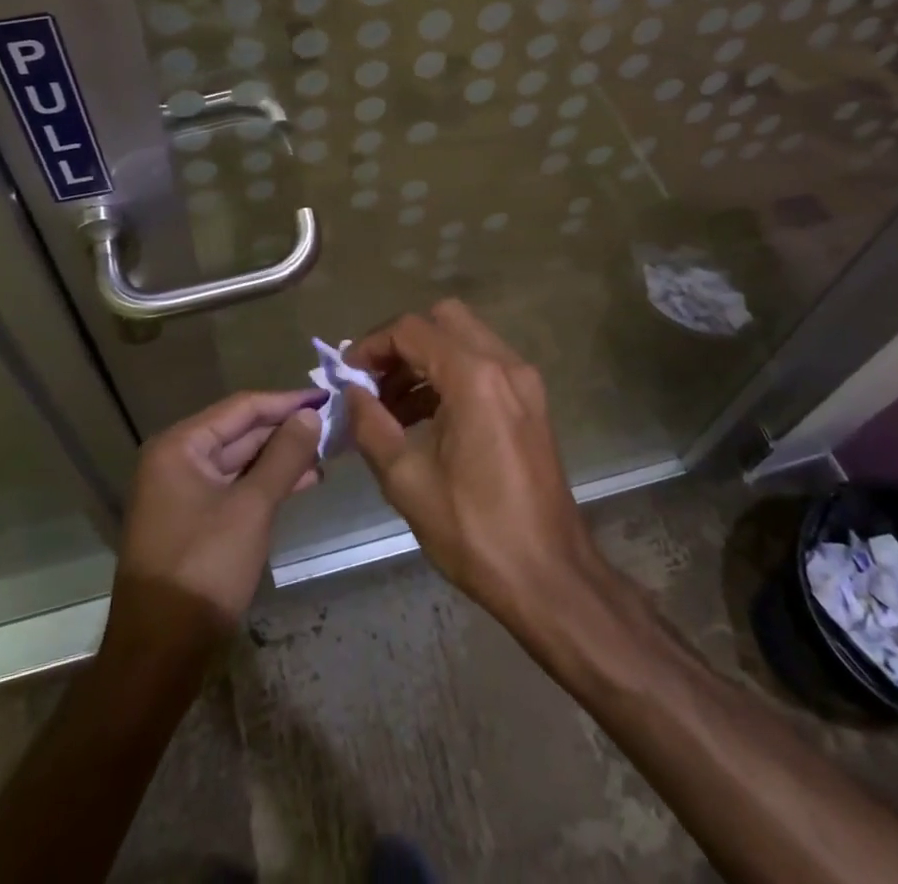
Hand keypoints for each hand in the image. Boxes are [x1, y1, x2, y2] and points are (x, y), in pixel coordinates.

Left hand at [114, 389, 323, 637]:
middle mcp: (176, 461)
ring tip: (325, 456)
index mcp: (180, 446)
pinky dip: (266, 484)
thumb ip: (284, 456)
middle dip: (285, 430)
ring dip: (280, 458)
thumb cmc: (205, 568)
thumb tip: (311, 415)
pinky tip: (302, 482)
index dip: (286, 402)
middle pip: (239, 432)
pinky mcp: (193, 521)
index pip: (241, 407)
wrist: (160, 653)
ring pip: (240, 461)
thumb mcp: (252, 507)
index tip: (326, 398)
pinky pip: (235, 488)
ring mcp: (182, 493)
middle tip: (332, 428)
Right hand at [346, 300, 601, 630]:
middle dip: (402, 343)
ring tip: (389, 406)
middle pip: (443, 319)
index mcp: (475, 378)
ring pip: (465, 339)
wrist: (550, 577)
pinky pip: (483, 366)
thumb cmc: (475, 531)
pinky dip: (450, 376)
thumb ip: (371, 426)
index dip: (372, 344)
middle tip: (372, 380)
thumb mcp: (407, 481)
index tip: (346, 373)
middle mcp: (505, 364)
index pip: (412, 330)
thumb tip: (352, 393)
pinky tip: (424, 418)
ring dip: (425, 359)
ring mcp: (524, 381)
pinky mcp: (531, 402)